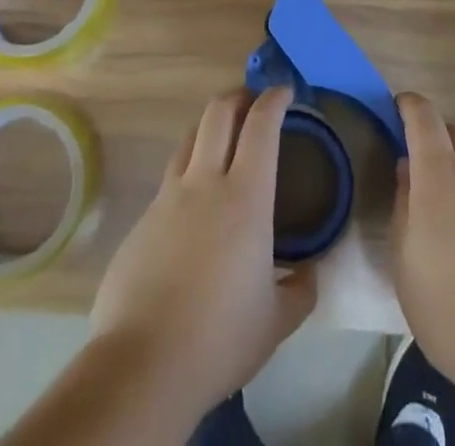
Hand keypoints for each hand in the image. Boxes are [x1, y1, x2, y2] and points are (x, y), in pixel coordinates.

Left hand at [89, 87, 315, 414]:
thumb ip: (301, 290)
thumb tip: (311, 272)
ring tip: (223, 139)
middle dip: (238, 96)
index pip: (261, 126)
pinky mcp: (143, 219)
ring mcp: (168, 197)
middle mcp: (205, 182)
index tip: (284, 91)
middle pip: (218, 113)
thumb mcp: (276, 321)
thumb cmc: (220, 338)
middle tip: (252, 101)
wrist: (143, 363)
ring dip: (210, 127)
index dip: (274, 100)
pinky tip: (194, 203)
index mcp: (246, 197)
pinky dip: (188, 172)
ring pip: (190, 138)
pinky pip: (170, 179)